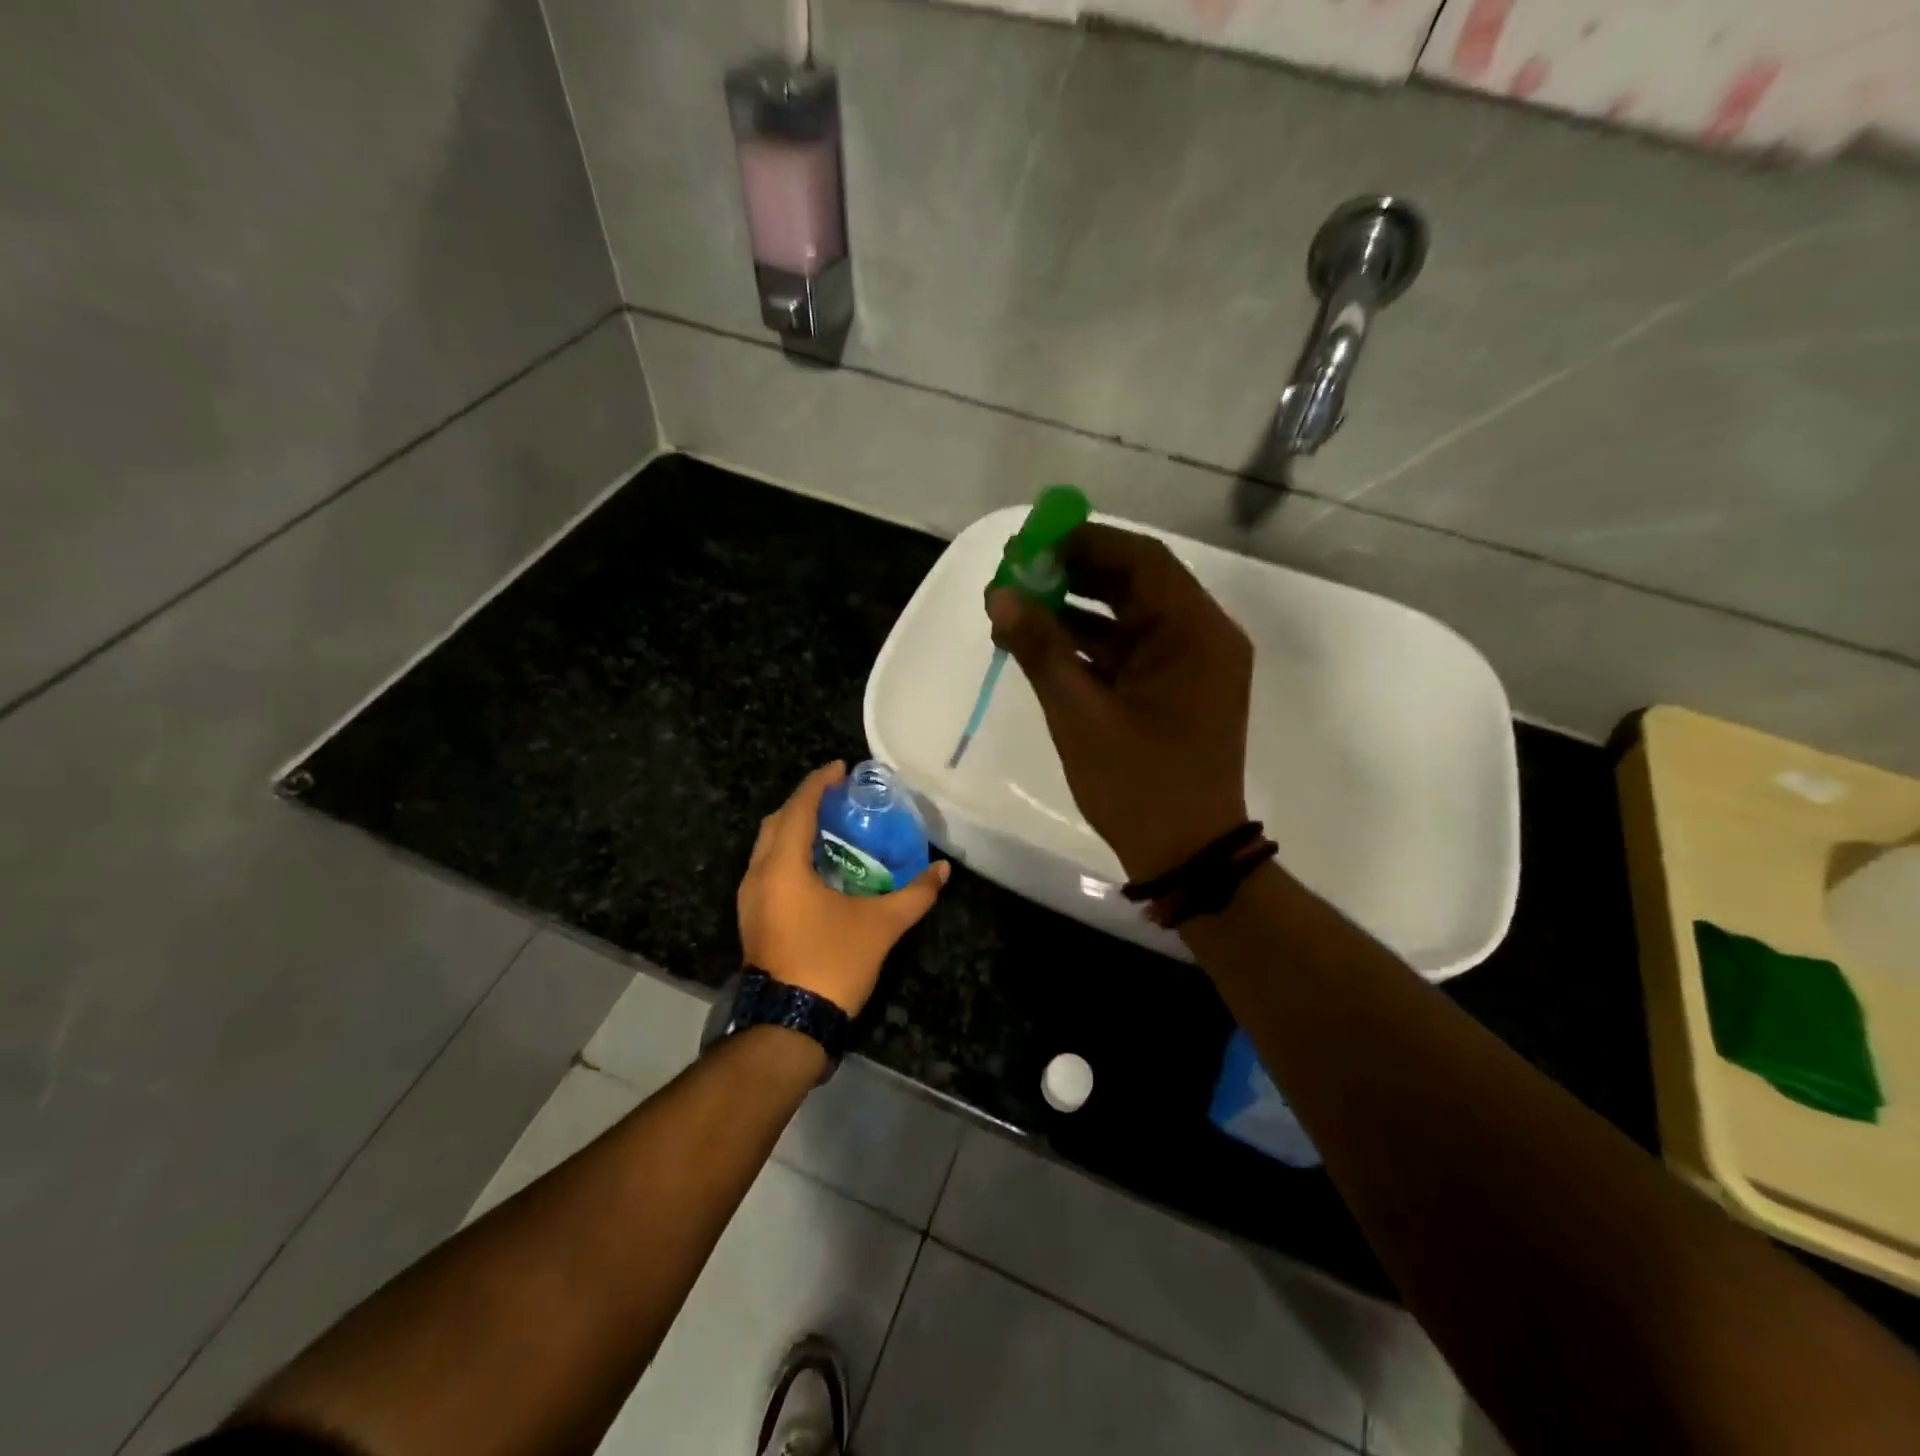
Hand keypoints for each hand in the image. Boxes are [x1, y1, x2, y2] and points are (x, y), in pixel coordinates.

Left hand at [737, 763, 949, 1015]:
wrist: (788, 1025)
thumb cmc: (831, 963)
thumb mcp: (880, 925)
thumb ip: (914, 894)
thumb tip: (943, 870)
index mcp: (783, 866)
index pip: (798, 808)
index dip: (818, 784)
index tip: (840, 768)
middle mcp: (758, 875)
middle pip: (776, 822)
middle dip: (804, 803)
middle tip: (837, 797)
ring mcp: (750, 899)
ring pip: (767, 847)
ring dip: (794, 829)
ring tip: (829, 826)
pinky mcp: (753, 918)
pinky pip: (767, 868)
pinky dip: (788, 854)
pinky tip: (816, 867)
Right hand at [988, 523, 1252, 882]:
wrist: (1186, 854)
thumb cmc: (1138, 785)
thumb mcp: (1080, 715)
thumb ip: (1040, 648)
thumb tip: (1000, 595)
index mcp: (1195, 633)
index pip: (1141, 560)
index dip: (1083, 542)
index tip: (1030, 542)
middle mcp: (1203, 637)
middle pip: (1136, 583)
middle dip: (1075, 572)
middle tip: (1018, 570)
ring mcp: (1192, 665)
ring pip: (1130, 616)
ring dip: (1077, 608)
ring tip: (1017, 605)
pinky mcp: (1177, 689)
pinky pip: (1131, 649)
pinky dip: (1090, 643)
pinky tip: (1041, 643)